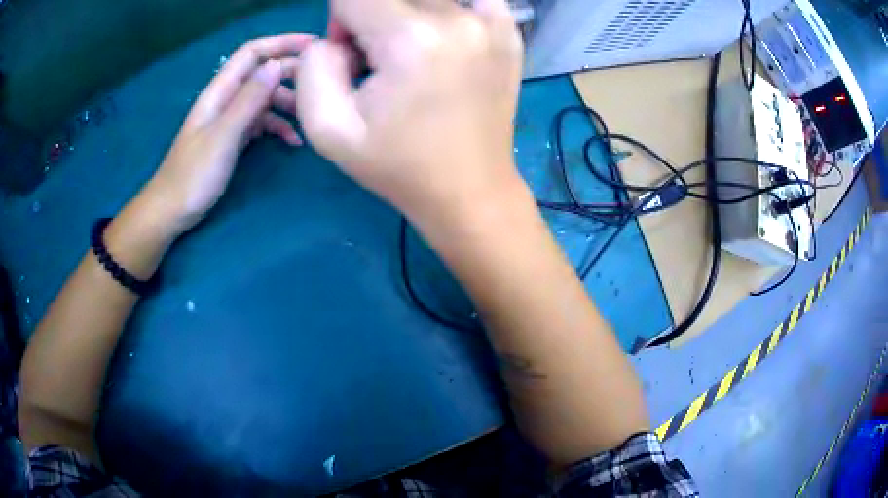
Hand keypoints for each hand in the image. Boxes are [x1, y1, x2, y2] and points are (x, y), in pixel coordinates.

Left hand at [144, 34, 313, 234]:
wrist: (172, 210)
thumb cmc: (193, 175)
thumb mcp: (223, 136)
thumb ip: (249, 100)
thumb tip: (278, 65)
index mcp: (220, 91)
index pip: (253, 53)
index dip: (282, 43)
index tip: (315, 45)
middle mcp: (226, 99)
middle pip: (262, 73)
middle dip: (291, 73)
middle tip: (321, 83)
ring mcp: (230, 118)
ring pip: (265, 98)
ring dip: (288, 103)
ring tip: (309, 118)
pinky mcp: (233, 137)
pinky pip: (261, 122)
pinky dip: (278, 127)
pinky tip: (292, 141)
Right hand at [296, 0, 523, 228]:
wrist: (470, 190)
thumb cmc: (398, 166)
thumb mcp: (328, 129)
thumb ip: (313, 66)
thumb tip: (335, 37)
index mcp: (412, 39)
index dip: (341, 22)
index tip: (350, 58)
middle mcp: (458, 19)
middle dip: (371, 19)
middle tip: (379, 63)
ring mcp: (492, 22)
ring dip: (406, 17)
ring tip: (412, 60)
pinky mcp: (509, 32)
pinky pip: (470, 0)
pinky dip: (445, 12)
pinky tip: (443, 43)